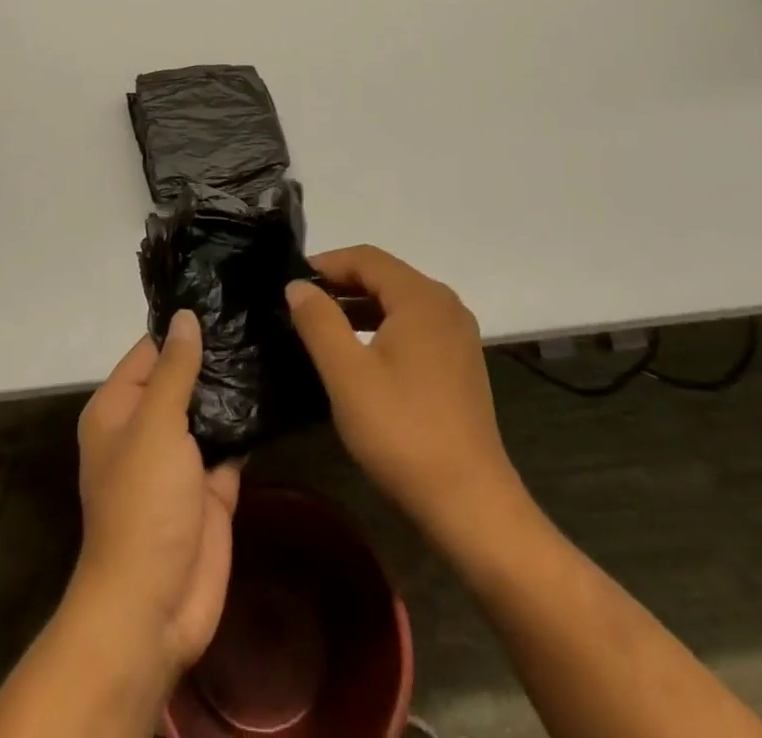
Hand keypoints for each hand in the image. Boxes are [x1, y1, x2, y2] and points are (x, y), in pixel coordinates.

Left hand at [70, 310, 240, 682]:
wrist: (154, 607)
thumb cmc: (142, 504)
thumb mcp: (155, 425)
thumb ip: (175, 369)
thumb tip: (185, 317)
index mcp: (119, 407)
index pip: (152, 350)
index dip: (184, 326)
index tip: (225, 294)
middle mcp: (148, 426)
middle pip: (184, 376)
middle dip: (217, 353)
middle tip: (262, 312)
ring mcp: (182, 457)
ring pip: (211, 407)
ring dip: (236, 385)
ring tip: (277, 339)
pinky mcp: (212, 484)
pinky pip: (232, 441)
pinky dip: (250, 423)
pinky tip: (280, 389)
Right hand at [286, 245, 526, 553]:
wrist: (470, 504)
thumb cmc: (403, 432)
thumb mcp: (347, 375)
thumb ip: (319, 321)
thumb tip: (297, 285)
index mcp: (421, 298)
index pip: (366, 258)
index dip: (326, 263)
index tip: (290, 282)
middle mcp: (445, 305)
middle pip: (385, 275)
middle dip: (341, 284)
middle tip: (300, 304)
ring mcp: (457, 334)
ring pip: (398, 302)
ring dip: (359, 306)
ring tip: (321, 326)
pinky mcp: (459, 362)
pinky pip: (414, 326)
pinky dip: (382, 327)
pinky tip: (359, 354)